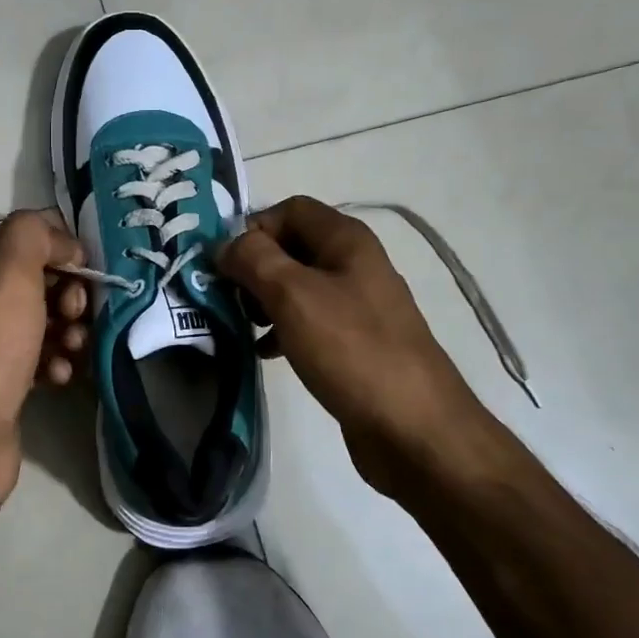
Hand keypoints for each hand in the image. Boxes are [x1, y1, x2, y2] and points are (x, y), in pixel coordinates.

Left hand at [0, 210, 89, 501]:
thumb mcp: (10, 274)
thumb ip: (35, 236)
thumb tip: (64, 244)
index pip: (27, 236)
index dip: (61, 248)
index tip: (84, 271)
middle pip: (40, 278)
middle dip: (68, 293)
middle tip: (75, 314)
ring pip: (46, 318)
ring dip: (69, 330)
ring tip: (72, 349)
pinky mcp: (4, 377)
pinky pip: (42, 355)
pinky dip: (56, 361)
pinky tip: (58, 376)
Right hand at [217, 197, 485, 491]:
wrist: (413, 428)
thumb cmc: (351, 350)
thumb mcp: (293, 295)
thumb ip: (253, 260)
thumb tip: (226, 245)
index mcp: (346, 240)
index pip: (289, 209)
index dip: (253, 229)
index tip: (225, 265)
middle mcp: (354, 264)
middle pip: (291, 247)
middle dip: (254, 268)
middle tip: (228, 299)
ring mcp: (357, 306)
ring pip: (297, 287)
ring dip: (264, 301)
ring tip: (243, 327)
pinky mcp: (354, 343)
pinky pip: (309, 322)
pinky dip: (282, 330)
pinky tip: (266, 353)